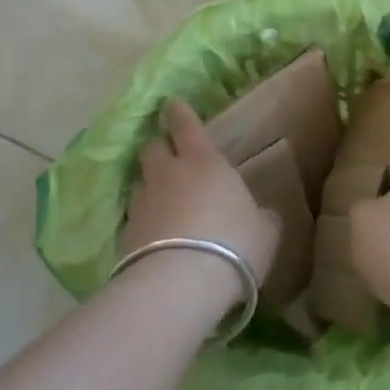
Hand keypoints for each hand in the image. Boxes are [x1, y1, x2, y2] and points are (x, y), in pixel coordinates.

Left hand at [121, 100, 278, 307]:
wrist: (180, 285)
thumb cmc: (233, 244)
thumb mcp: (264, 231)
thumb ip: (261, 217)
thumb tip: (262, 216)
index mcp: (203, 161)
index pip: (185, 125)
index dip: (178, 113)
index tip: (170, 103)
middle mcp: (168, 174)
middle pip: (152, 148)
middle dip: (158, 147)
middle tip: (166, 153)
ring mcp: (142, 204)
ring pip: (139, 182)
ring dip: (148, 185)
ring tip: (159, 197)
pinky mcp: (124, 237)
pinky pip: (133, 218)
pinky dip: (142, 221)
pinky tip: (151, 235)